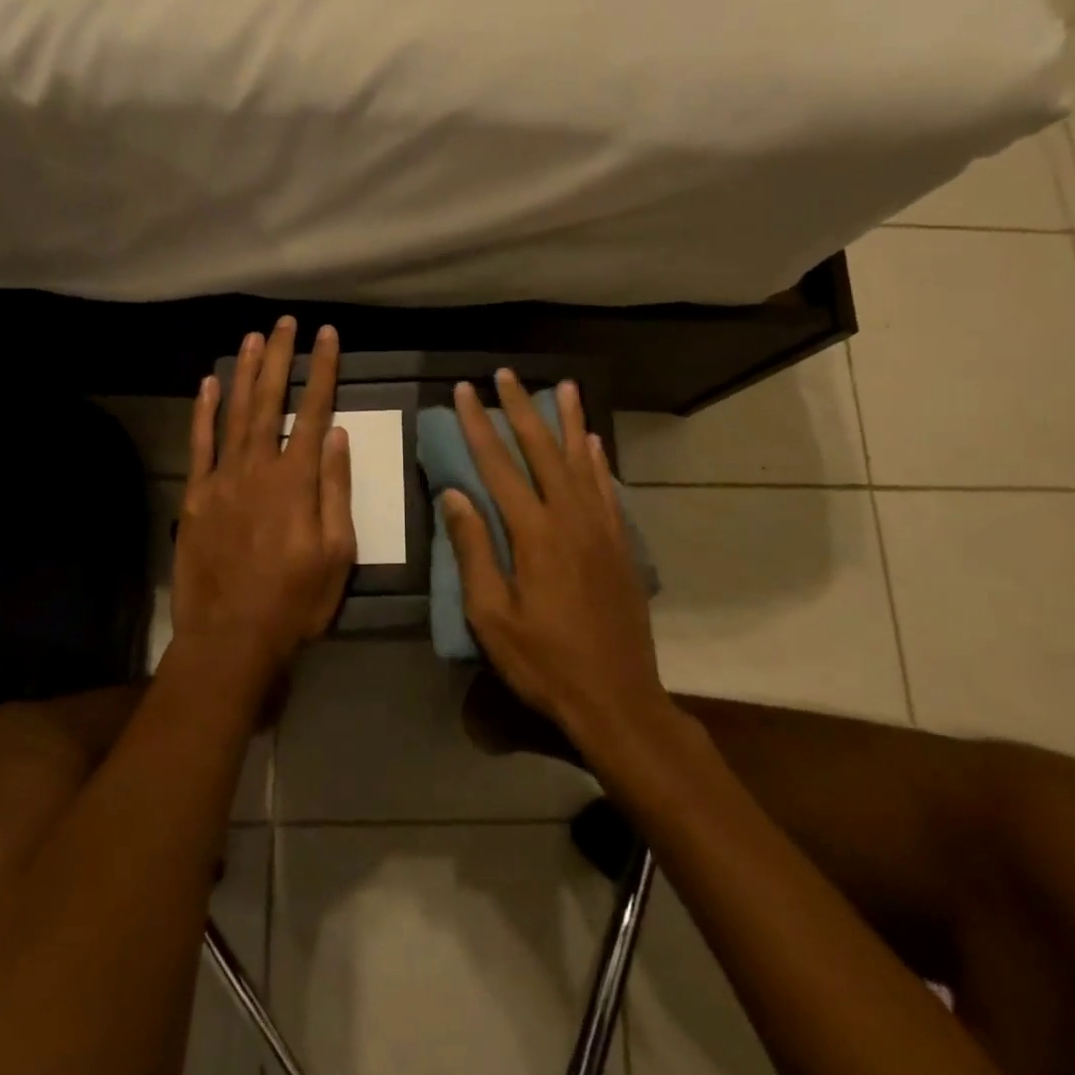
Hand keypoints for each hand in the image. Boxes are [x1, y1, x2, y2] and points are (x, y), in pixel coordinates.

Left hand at [169, 318, 355, 686]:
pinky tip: (208, 383)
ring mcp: (222, 479)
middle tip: (285, 322)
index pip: (314, 411)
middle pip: (271, 401)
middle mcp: (258, 468)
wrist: (231, 637)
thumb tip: (339, 436)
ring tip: (253, 337)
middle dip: (280, 358)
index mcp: (297, 481)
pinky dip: (204, 411)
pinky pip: (200, 444)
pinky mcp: (196, 496)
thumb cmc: (295, 600)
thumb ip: (337, 490)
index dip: (322, 370)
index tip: (327, 336)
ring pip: (235, 413)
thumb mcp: (337, 553)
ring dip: (245, 373)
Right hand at [442, 371, 670, 745]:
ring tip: (564, 386)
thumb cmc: (544, 663)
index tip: (465, 391)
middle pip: (542, 450)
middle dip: (521, 408)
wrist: (618, 699)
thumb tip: (454, 495)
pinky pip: (608, 489)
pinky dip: (599, 460)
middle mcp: (571, 518)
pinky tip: (594, 441)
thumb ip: (474, 551)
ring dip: (569, 421)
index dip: (478, 425)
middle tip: (505, 375)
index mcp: (534, 534)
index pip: (499, 465)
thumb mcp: (492, 616)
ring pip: (582, 460)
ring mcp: (602, 529)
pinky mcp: (620, 545)